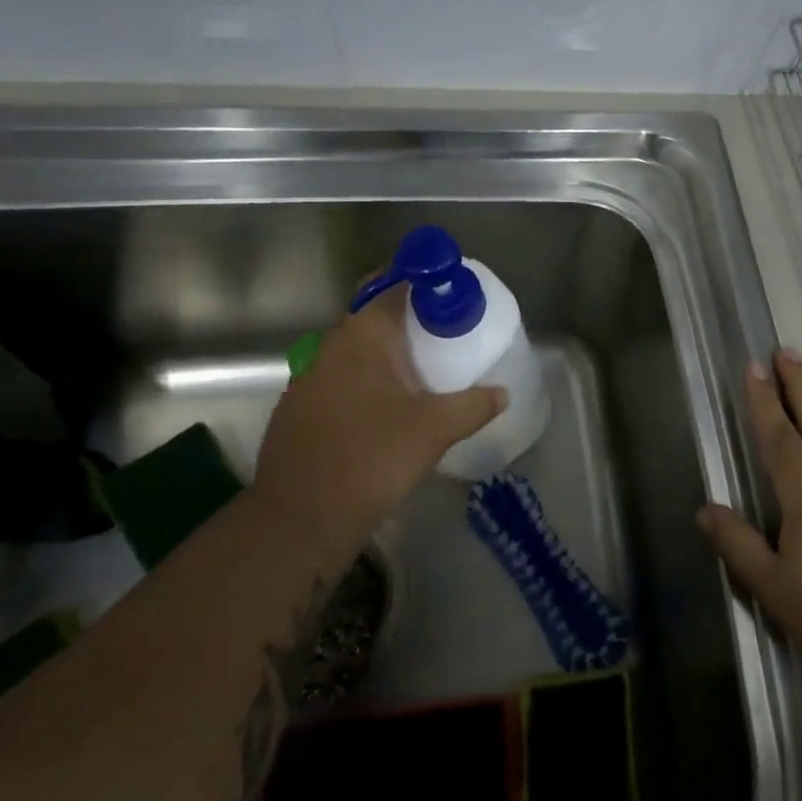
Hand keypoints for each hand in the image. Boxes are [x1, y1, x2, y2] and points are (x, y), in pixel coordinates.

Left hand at [255, 285, 505, 536]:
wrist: (299, 521)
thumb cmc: (370, 460)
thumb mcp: (434, 431)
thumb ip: (473, 406)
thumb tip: (502, 393)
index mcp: (361, 339)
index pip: (391, 286)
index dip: (423, 280)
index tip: (452, 290)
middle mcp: (330, 348)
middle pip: (373, 315)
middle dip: (410, 316)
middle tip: (448, 329)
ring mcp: (309, 379)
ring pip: (356, 349)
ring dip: (389, 350)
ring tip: (427, 368)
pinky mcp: (301, 410)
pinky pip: (342, 377)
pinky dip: (369, 378)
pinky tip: (390, 406)